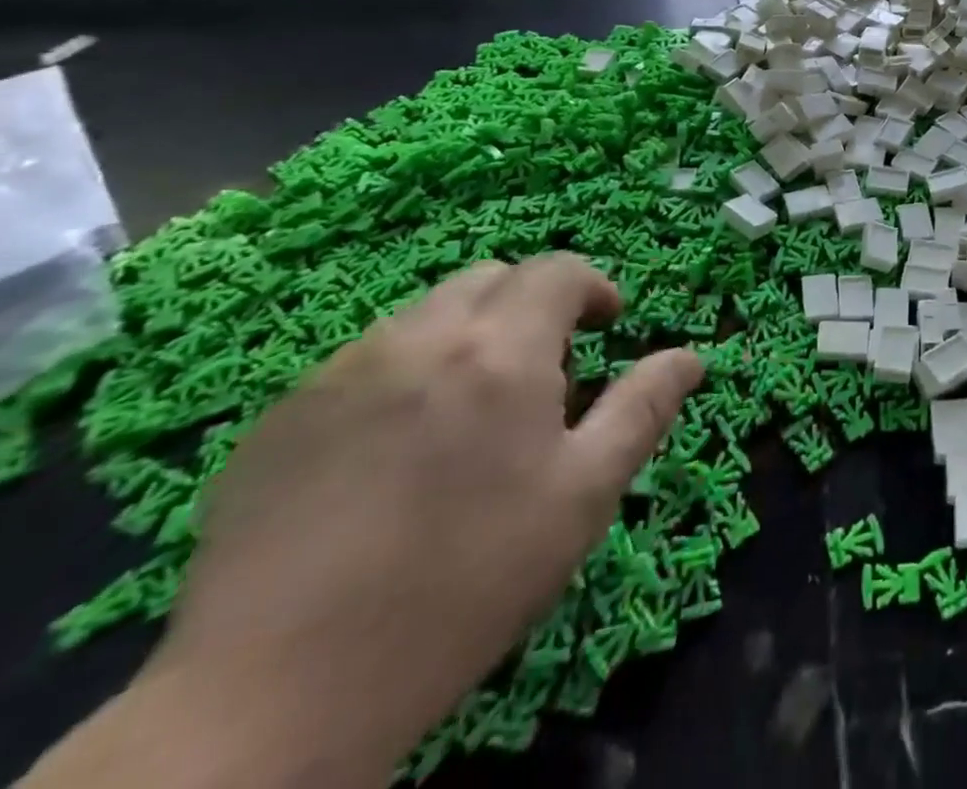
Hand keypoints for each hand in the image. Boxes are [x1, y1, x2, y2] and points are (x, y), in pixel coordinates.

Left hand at [146, 255, 702, 783]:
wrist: (275, 696)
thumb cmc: (467, 581)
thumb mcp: (584, 494)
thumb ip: (643, 408)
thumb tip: (690, 355)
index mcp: (501, 349)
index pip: (557, 271)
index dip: (593, 287)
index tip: (608, 326)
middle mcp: (420, 338)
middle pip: (490, 277)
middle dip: (531, 303)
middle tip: (545, 370)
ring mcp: (339, 373)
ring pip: (425, 314)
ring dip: (468, 334)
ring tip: (472, 411)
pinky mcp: (279, 418)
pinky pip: (363, 360)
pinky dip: (404, 373)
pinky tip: (396, 453)